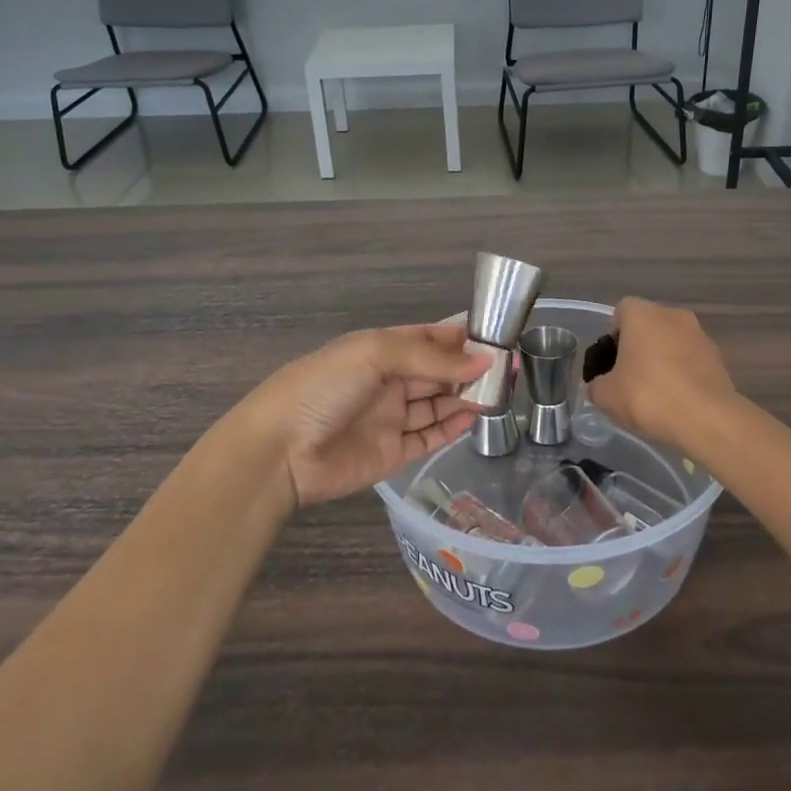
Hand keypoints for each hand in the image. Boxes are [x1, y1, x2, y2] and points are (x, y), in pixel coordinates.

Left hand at [238, 324, 489, 508]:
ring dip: (466, 397)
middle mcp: (389, 381)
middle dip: (471, 368)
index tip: (500, 337)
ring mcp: (391, 418)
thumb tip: (485, 360)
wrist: (279, 451)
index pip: (430, 338)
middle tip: (511, 368)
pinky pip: (429, 437)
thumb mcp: (375, 355)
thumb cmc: (323, 388)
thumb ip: (432, 358)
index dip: (463, 337)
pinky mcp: (392, 453)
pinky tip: (474, 418)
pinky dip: (452, 428)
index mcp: (381, 350)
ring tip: (500, 393)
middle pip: (438, 371)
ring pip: (438, 404)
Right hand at [586, 297, 738, 450]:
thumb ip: (596, 385)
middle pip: (648, 326)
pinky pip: (691, 360)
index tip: (611, 363)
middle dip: (638, 348)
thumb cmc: (648, 396)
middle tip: (629, 380)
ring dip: (662, 361)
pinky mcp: (718, 358)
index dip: (613, 336)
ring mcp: (700, 335)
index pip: (621, 312)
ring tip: (655, 395)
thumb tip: (599, 386)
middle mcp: (673, 315)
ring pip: (671, 342)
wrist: (706, 419)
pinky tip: (677, 401)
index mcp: (643, 314)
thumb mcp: (606, 396)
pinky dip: (682, 374)